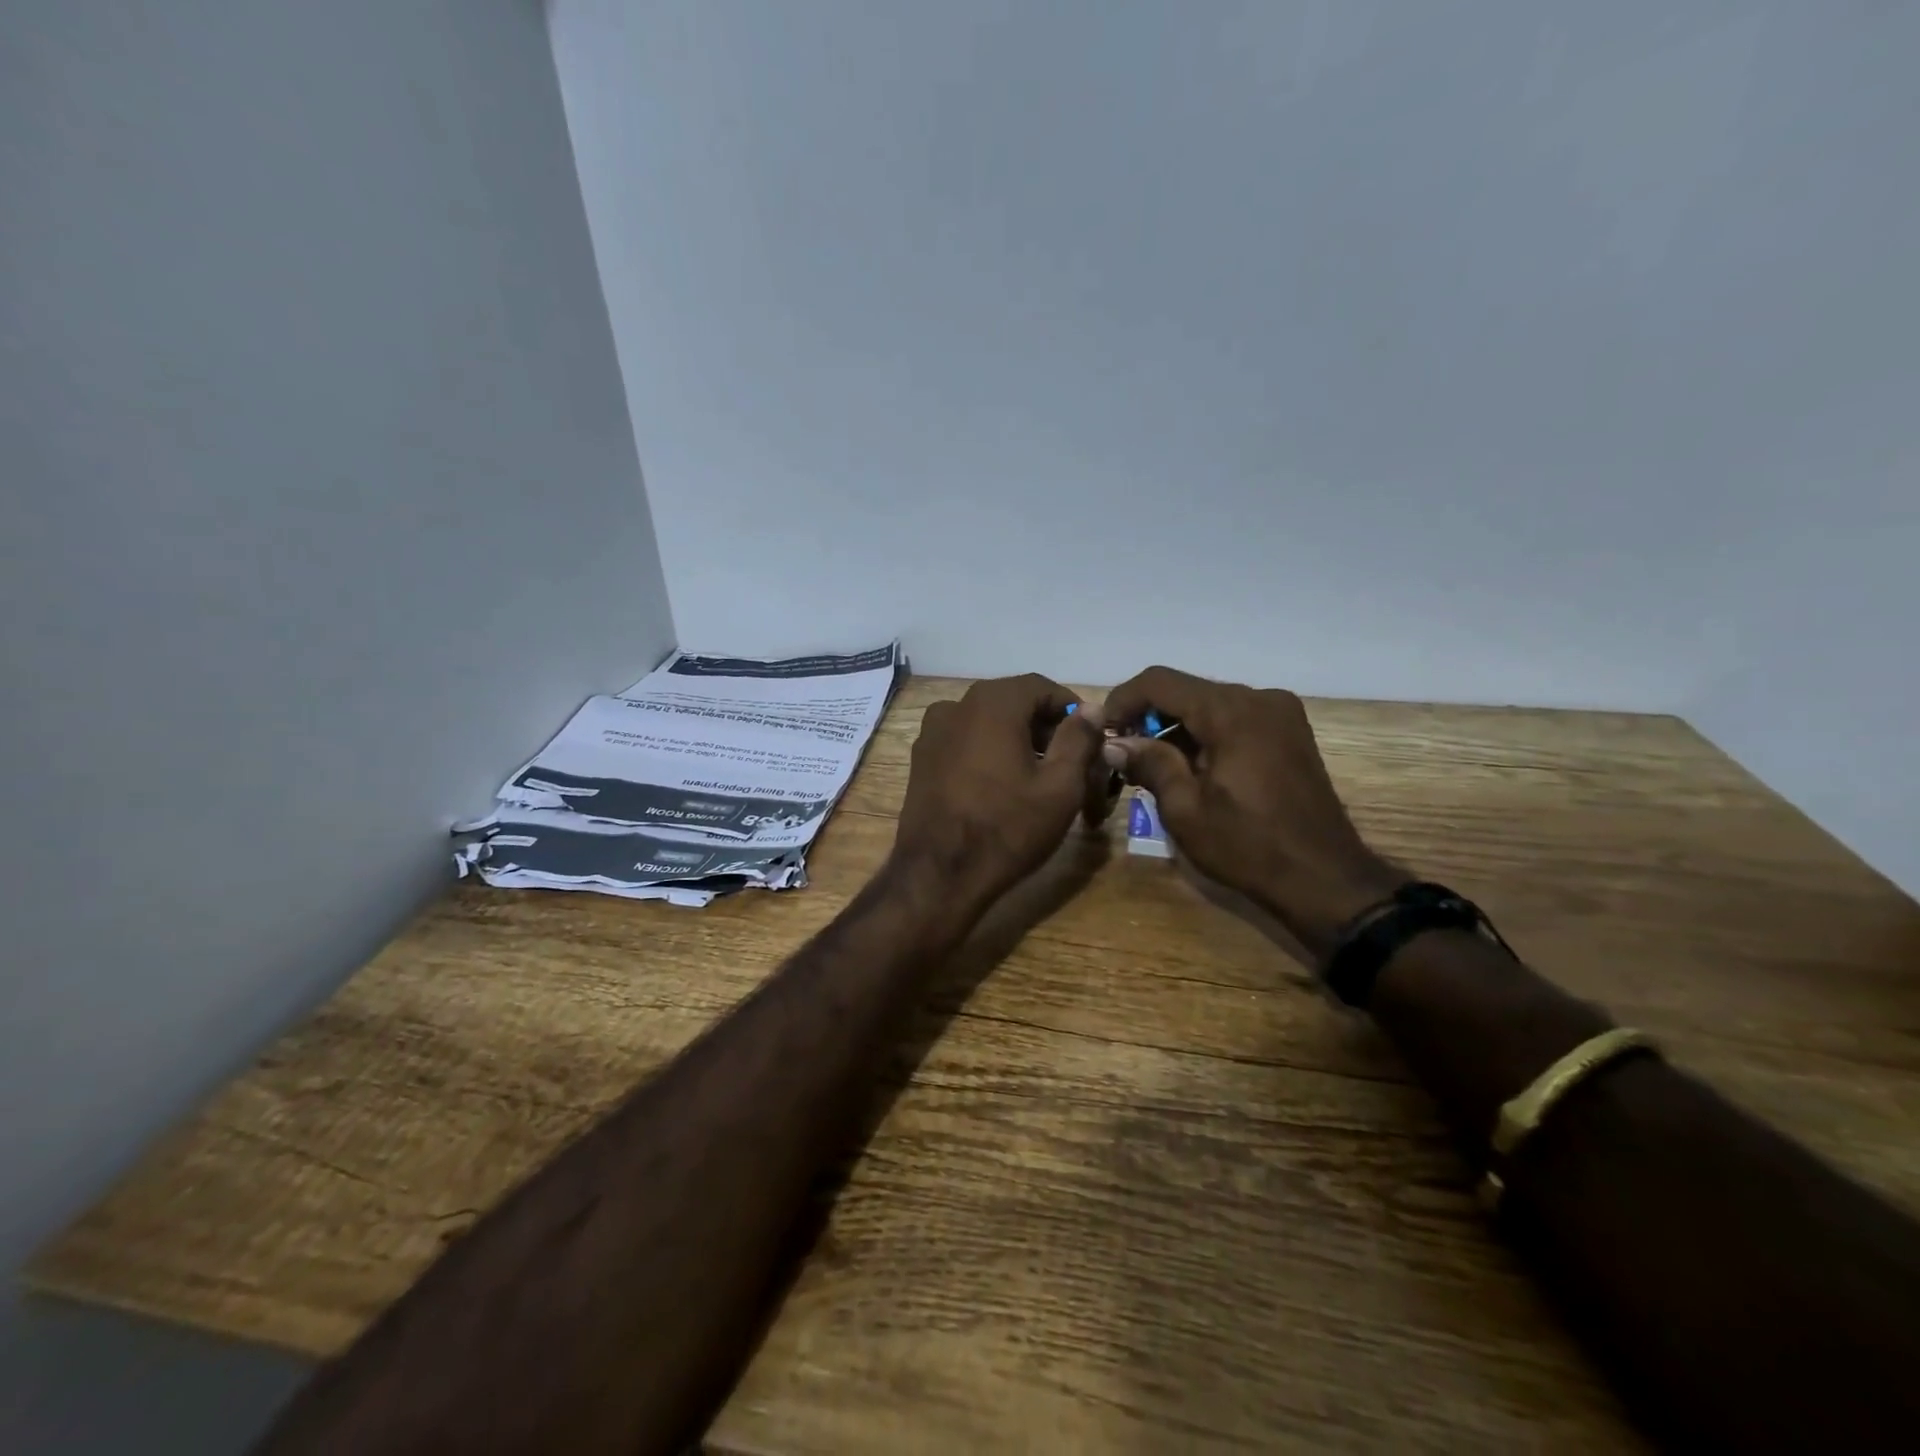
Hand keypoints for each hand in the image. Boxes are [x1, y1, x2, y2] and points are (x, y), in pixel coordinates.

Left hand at [892, 675, 1108, 921]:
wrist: (939, 874)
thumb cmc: (1007, 828)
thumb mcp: (1060, 787)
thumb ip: (1078, 739)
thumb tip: (1090, 709)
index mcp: (992, 703)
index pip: (1041, 687)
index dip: (1070, 708)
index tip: (1089, 737)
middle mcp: (956, 705)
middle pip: (1011, 701)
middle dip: (1043, 724)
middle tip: (1069, 758)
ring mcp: (932, 732)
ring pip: (986, 721)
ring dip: (1015, 737)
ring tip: (1037, 774)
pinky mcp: (920, 758)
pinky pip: (964, 740)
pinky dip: (987, 750)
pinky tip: (1001, 784)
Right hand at [1103, 666, 1405, 959]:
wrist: (1325, 879)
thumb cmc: (1248, 845)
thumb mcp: (1186, 809)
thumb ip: (1149, 764)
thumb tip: (1114, 743)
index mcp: (1231, 711)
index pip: (1160, 682)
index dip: (1123, 700)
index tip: (1102, 731)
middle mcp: (1258, 699)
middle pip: (1186, 691)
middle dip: (1148, 716)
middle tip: (1121, 753)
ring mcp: (1280, 714)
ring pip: (1209, 705)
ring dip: (1176, 728)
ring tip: (1150, 766)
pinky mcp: (1289, 733)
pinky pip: (1234, 719)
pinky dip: (1204, 735)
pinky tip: (1188, 768)